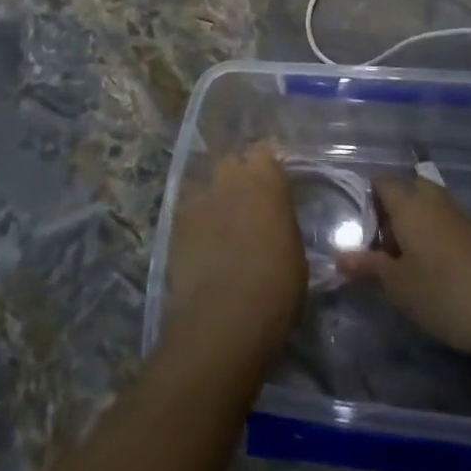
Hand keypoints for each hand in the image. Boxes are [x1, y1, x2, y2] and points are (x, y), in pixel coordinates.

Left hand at [160, 146, 306, 373]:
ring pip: (205, 183)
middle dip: (237, 177)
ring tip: (218, 221)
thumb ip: (281, 224)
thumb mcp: (295, 252)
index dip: (266, 169)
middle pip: (231, 162)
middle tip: (245, 203)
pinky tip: (199, 240)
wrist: (224, 317)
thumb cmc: (276, 286)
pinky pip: (187, 209)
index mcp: (267, 179)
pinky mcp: (175, 220)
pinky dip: (194, 219)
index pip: (264, 153)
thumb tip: (275, 224)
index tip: (271, 185)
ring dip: (213, 197)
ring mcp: (199, 196)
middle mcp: (231, 177)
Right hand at [337, 175, 470, 361]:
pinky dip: (440, 240)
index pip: (381, 183)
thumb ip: (368, 267)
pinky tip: (444, 274)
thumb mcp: (398, 287)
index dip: (369, 204)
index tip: (366, 238)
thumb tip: (340, 257)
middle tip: (388, 254)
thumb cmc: (445, 293)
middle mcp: (435, 198)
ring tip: (413, 267)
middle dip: (394, 216)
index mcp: (409, 202)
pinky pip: (450, 225)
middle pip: (407, 192)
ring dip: (418, 229)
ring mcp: (462, 213)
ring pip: (430, 209)